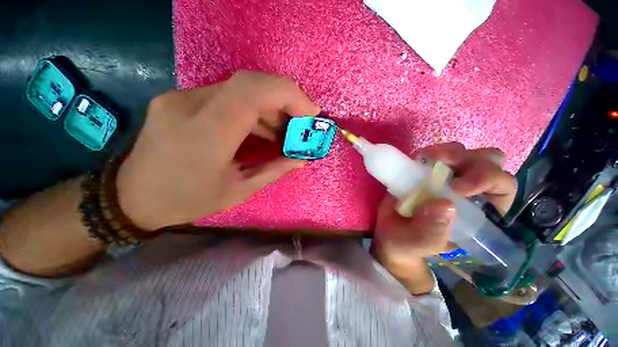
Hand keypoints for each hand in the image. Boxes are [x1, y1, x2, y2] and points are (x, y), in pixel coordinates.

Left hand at [116, 71, 319, 229]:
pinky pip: (227, 96)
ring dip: (269, 107)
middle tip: (301, 122)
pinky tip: (261, 129)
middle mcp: (190, 105)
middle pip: (249, 83)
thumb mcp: (238, 190)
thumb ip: (274, 170)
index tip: (311, 111)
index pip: (252, 92)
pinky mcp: (181, 99)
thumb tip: (301, 159)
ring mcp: (182, 97)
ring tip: (283, 131)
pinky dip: (252, 109)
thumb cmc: (187, 200)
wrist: (133, 196)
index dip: (289, 95)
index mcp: (206, 134)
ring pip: (240, 88)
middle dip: (285, 98)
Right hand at [372, 142, 516, 280]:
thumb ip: (430, 233)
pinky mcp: (425, 171)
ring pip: (465, 152)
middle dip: (470, 162)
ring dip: (449, 152)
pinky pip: (435, 153)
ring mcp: (446, 178)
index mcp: (478, 214)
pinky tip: (416, 160)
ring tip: (425, 159)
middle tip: (442, 165)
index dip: (487, 180)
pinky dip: (428, 153)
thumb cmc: (407, 245)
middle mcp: (468, 191)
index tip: (457, 187)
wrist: (388, 233)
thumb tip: (444, 205)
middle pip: (489, 162)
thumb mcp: (417, 245)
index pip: (502, 188)